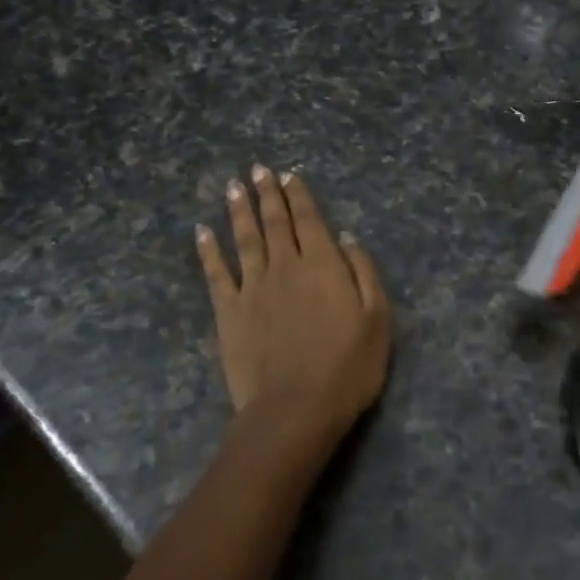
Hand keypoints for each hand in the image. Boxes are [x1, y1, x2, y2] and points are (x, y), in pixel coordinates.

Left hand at [197, 167, 391, 440]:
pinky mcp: (229, 312)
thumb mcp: (377, 319)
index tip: (289, 175)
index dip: (299, 196)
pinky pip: (216, 273)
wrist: (295, 409)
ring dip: (239, 211)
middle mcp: (285, 267)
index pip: (309, 220)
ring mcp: (253, 288)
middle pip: (275, 222)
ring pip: (245, 239)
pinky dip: (208, 251)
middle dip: (267, 193)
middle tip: (258, 170)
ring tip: (233, 187)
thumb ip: (363, 272)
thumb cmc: (347, 367)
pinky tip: (202, 232)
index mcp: (323, 265)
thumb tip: (346, 237)